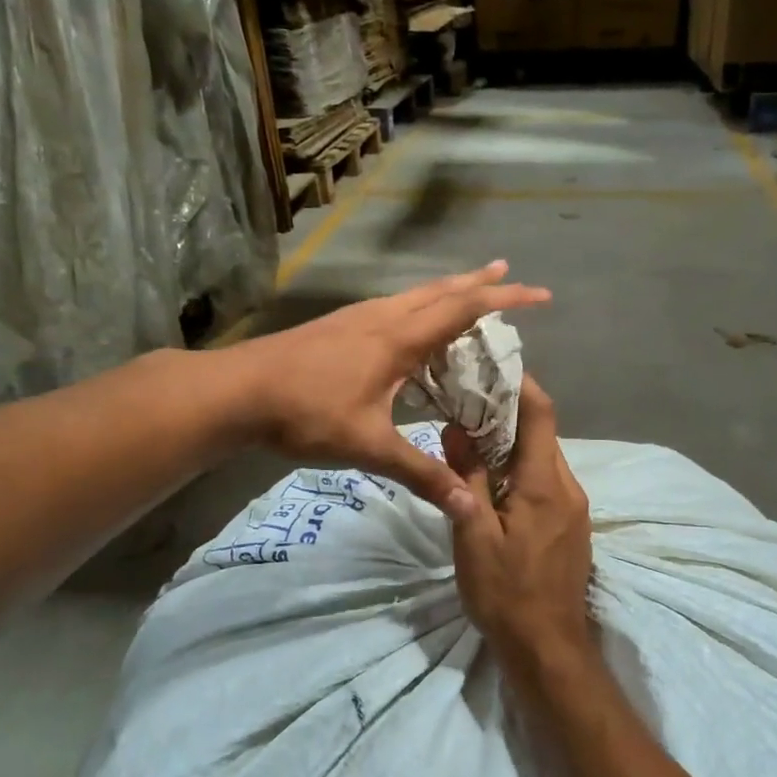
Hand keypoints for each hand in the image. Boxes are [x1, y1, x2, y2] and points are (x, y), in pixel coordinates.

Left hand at [228, 263, 548, 520]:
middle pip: (441, 290)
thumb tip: (470, 505)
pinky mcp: (339, 326)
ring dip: (448, 290)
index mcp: (398, 339)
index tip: (540, 293)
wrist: (236, 392)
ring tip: (469, 289)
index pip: (463, 309)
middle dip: (480, 281)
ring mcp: (357, 318)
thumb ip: (422, 474)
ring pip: (415, 294)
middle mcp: (382, 318)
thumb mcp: (369, 447)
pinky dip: (420, 306)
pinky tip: (413, 325)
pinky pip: (394, 307)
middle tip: (509, 271)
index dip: (505, 298)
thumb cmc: (306, 414)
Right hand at [444, 377, 593, 655]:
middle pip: (542, 434)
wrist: (548, 648)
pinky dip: (521, 470)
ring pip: (543, 459)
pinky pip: (547, 483)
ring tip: (472, 439)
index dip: (520, 384)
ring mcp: (575, 508)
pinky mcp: (572, 526)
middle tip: (467, 403)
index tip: (490, 367)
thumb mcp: (473, 536)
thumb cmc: (505, 593)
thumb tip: (455, 429)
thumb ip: (466, 479)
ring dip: (513, 444)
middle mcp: (569, 487)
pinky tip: (494, 481)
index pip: (540, 414)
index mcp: (545, 484)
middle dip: (508, 414)